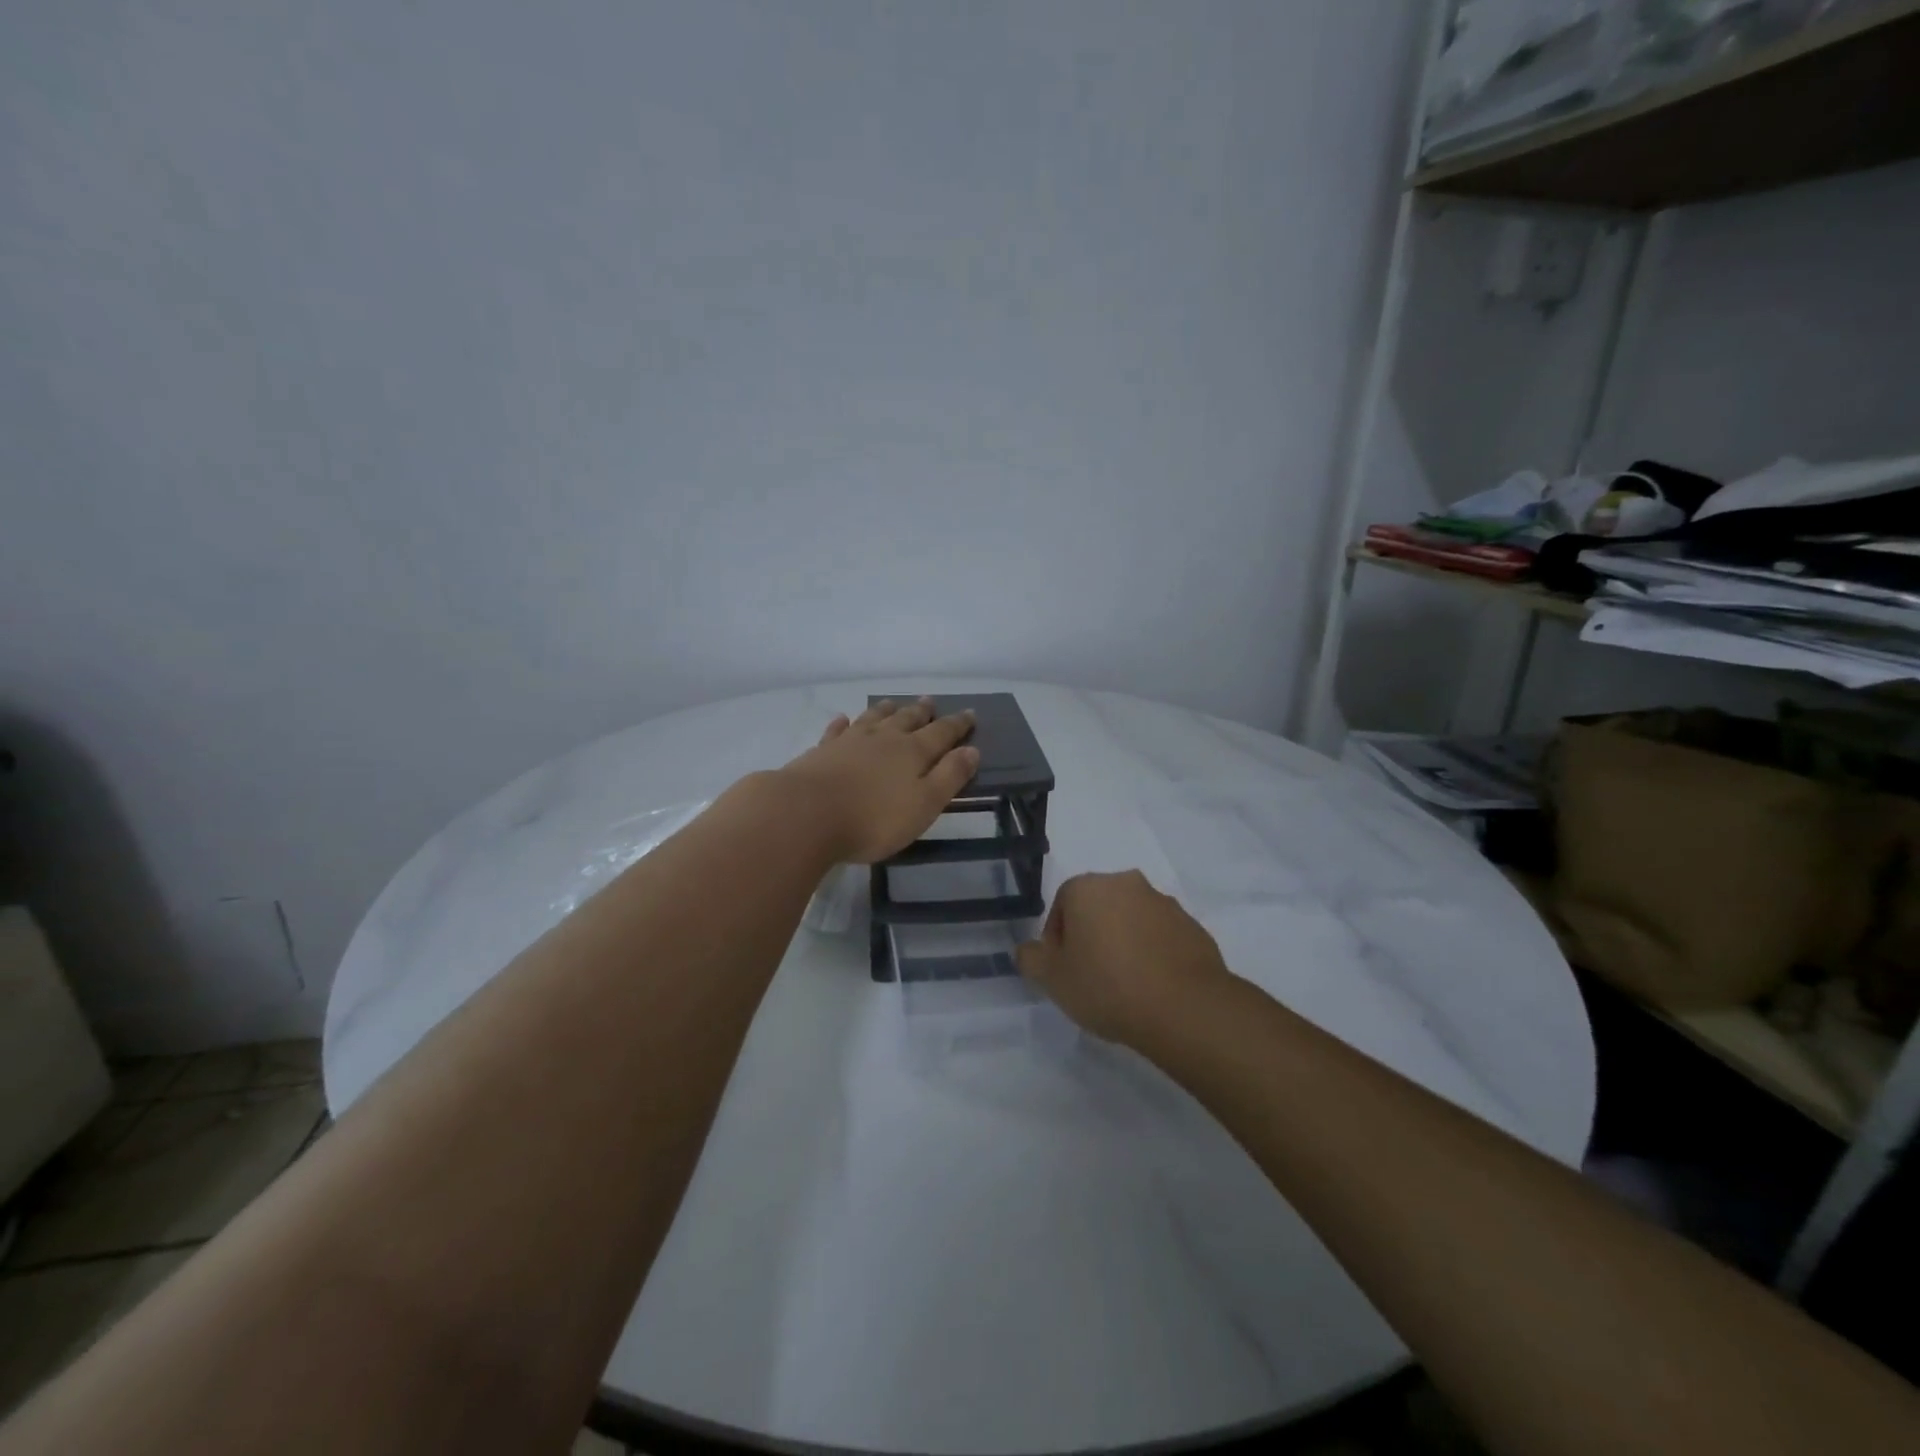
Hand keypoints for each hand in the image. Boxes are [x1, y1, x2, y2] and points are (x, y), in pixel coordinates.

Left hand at [780, 697, 979, 864]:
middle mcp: (883, 739)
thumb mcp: (924, 805)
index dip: (957, 724)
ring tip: (893, 703)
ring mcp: (849, 742)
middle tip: (930, 701)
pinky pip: (836, 731)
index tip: (970, 713)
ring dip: (885, 710)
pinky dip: (843, 724)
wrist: (805, 814)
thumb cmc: (873, 818)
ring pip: (873, 719)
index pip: (941, 733)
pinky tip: (843, 720)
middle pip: (907, 719)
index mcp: (913, 752)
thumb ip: (949, 777)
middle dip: (922, 711)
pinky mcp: (821, 752)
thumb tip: (971, 750)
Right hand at [1016, 870, 1232, 1048]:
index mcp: (1089, 887)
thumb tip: (1028, 950)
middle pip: (1098, 907)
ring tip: (1125, 985)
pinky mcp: (1193, 926)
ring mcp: (1164, 903)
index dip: (1057, 939)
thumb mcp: (1053, 979)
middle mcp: (1126, 883)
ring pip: (1132, 919)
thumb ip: (1032, 959)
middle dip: (1092, 935)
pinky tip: (1153, 986)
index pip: (1062, 904)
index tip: (1063, 970)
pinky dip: (1153, 953)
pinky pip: (1161, 936)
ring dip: (1124, 942)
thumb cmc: (1107, 986)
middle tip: (1091, 976)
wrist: (1184, 1007)